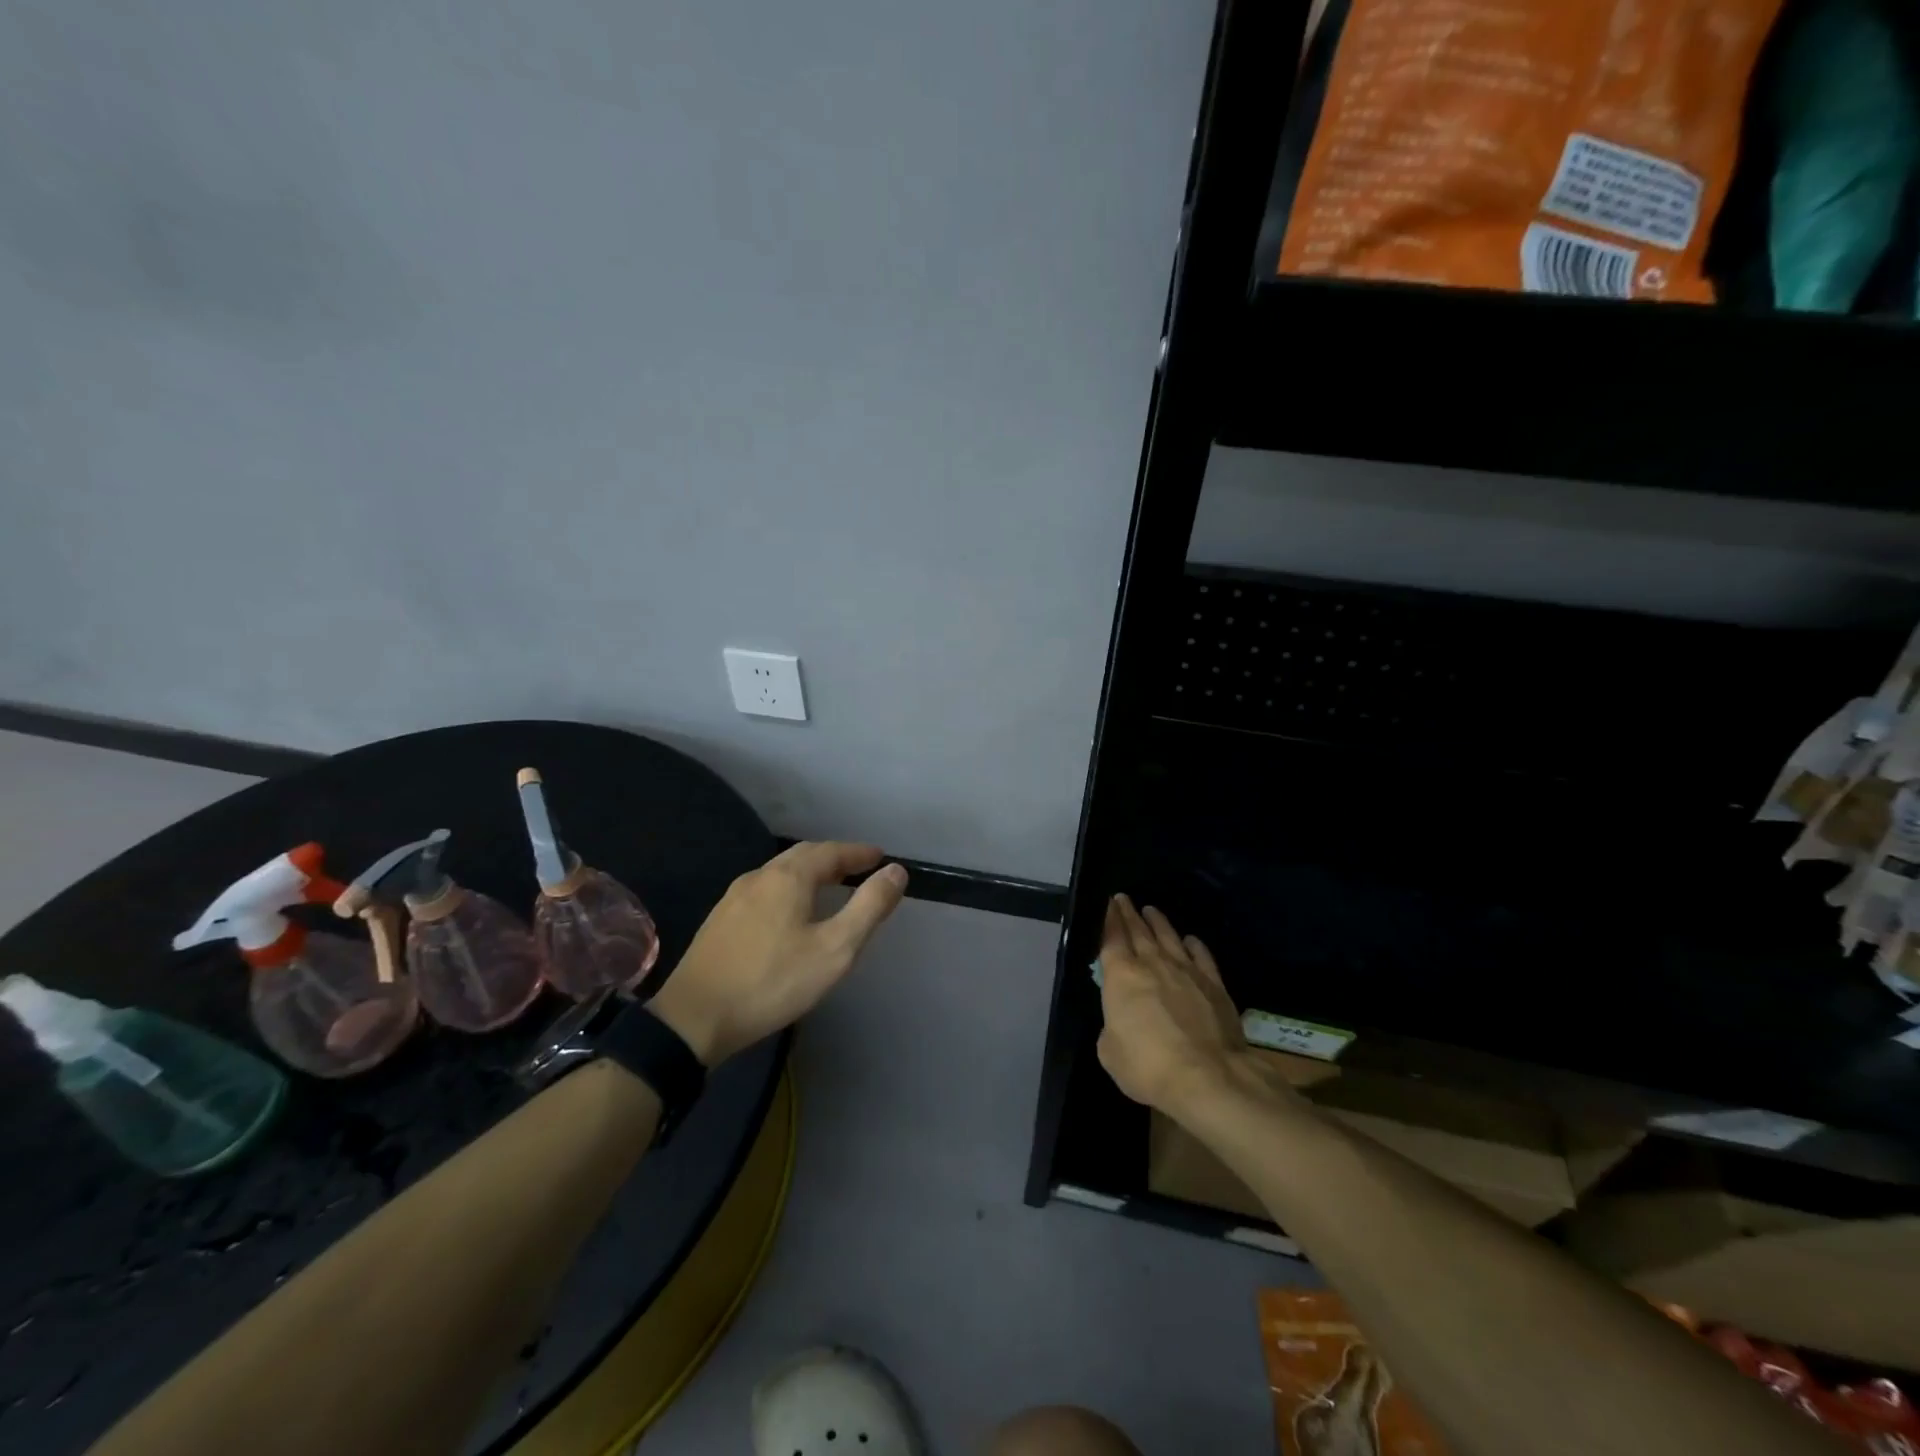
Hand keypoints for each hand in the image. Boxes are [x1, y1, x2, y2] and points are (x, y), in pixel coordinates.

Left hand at [648, 842, 907, 1064]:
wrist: (694, 1018)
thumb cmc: (773, 982)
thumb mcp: (835, 949)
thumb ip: (869, 907)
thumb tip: (896, 871)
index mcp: (788, 877)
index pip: (831, 851)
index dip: (859, 852)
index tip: (880, 858)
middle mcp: (759, 876)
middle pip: (803, 856)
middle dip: (835, 858)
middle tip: (860, 869)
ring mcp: (734, 897)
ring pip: (780, 872)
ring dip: (810, 872)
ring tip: (831, 887)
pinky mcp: (720, 919)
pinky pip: (765, 890)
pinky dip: (789, 888)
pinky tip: (791, 912)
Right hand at [1096, 895, 1248, 1116]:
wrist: (1207, 1076)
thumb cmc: (1148, 1065)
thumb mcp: (1111, 1053)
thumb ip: (1112, 1029)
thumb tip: (1121, 1023)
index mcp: (1121, 976)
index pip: (1111, 939)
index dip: (1108, 920)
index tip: (1108, 903)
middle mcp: (1152, 964)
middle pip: (1139, 932)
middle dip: (1129, 913)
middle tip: (1123, 898)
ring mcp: (1186, 971)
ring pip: (1169, 937)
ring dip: (1159, 922)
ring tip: (1151, 910)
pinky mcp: (1214, 985)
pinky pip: (1202, 956)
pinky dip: (1194, 945)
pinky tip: (1190, 939)